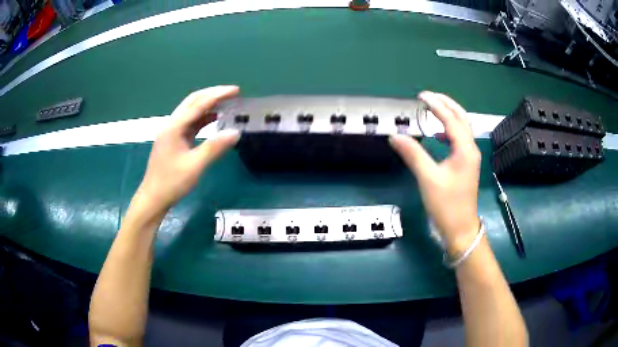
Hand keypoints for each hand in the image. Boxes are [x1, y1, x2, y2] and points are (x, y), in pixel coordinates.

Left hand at [137, 86, 239, 211]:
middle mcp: (172, 124)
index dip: (218, 95)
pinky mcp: (174, 140)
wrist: (154, 198)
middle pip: (193, 102)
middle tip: (232, 93)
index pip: (198, 104)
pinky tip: (214, 120)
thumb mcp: (195, 166)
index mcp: (174, 127)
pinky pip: (190, 123)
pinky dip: (203, 118)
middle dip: (212, 94)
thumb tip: (236, 132)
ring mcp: (172, 132)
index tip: (236, 90)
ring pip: (191, 111)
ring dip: (208, 105)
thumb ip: (215, 147)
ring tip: (227, 104)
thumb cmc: (172, 182)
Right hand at [390, 91, 481, 255]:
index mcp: (464, 149)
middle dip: (446, 104)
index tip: (421, 96)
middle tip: (429, 96)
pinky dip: (449, 130)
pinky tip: (438, 134)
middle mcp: (470, 149)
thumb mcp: (428, 179)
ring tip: (433, 108)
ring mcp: (470, 157)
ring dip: (449, 115)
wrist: (460, 228)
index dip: (436, 105)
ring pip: (462, 128)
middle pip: (462, 118)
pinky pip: (459, 139)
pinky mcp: (467, 164)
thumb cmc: (446, 205)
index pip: (451, 119)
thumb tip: (395, 136)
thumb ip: (413, 154)